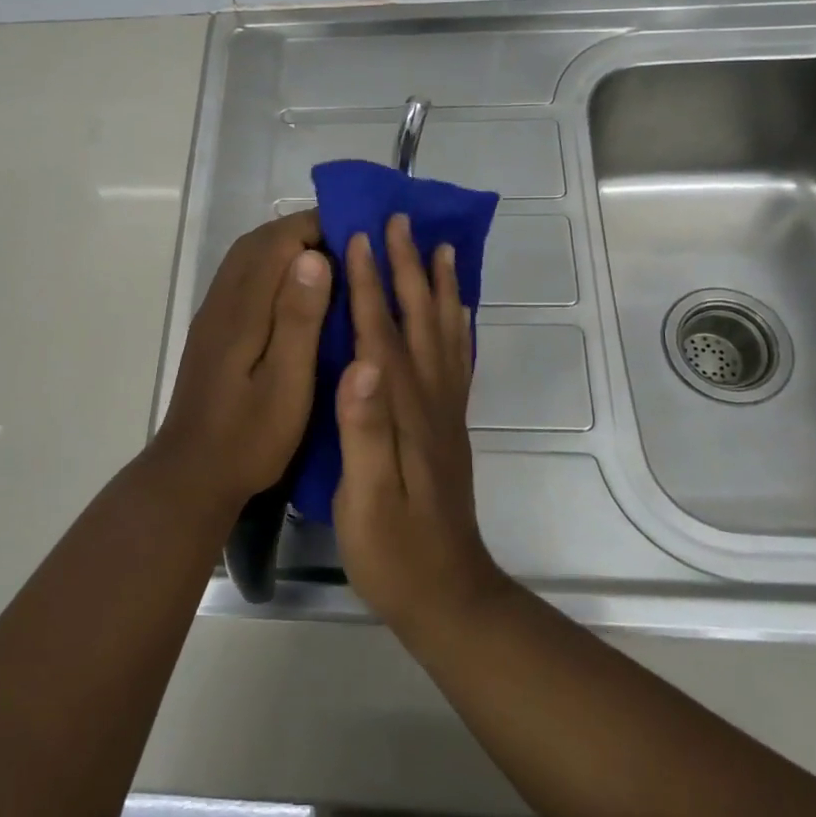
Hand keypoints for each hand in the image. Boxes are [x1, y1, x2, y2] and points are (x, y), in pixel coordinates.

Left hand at [153, 211, 331, 508]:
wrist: (192, 474)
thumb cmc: (249, 436)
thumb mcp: (287, 384)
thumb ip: (299, 320)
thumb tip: (312, 256)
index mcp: (242, 309)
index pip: (276, 242)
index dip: (315, 226)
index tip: (355, 231)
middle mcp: (222, 302)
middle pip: (258, 242)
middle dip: (301, 230)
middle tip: (347, 243)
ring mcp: (213, 316)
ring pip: (246, 259)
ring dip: (284, 247)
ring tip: (329, 261)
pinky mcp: (212, 332)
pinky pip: (242, 279)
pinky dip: (271, 268)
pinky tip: (296, 293)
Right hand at [332, 214, 505, 632]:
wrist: (447, 595)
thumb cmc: (393, 551)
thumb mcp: (365, 498)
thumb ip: (364, 429)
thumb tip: (361, 362)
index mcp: (403, 410)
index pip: (381, 333)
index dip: (368, 283)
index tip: (357, 237)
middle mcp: (431, 399)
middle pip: (419, 320)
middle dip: (408, 268)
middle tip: (401, 221)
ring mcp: (446, 411)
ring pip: (444, 333)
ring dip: (440, 286)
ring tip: (441, 247)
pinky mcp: (451, 426)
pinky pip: (458, 361)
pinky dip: (458, 325)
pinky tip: (456, 311)